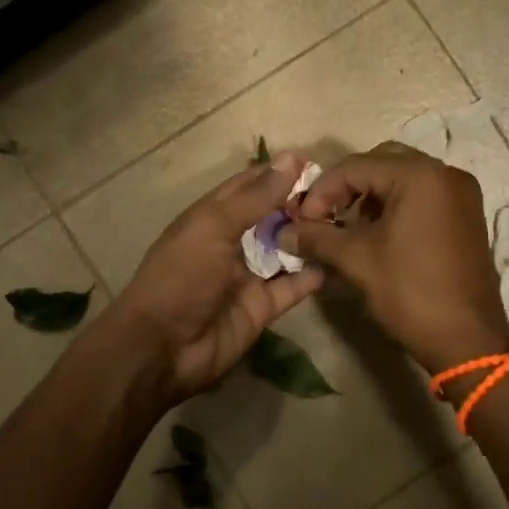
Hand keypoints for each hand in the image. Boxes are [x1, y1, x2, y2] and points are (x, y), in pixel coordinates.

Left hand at [95, 154, 325, 404]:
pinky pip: (293, 287)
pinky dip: (313, 275)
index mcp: (213, 216)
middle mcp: (232, 241)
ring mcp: (248, 275)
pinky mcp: (262, 307)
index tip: (316, 161)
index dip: (279, 172)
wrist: (162, 348)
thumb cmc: (181, 276)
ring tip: (346, 223)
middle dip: (301, 205)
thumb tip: (291, 159)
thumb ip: (256, 197)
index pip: (250, 185)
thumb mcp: (214, 227)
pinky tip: (338, 261)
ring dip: (310, 237)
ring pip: (286, 249)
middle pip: (272, 216)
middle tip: (340, 196)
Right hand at [279, 142, 508, 374]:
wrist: (467, 340)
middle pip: (382, 162)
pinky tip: (378, 234)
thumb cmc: (410, 292)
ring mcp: (461, 193)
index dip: (323, 190)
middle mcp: (445, 173)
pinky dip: (396, 205)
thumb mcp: (357, 260)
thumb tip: (284, 232)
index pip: (356, 166)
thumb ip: (316, 237)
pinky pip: (423, 194)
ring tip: (348, 228)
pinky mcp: (467, 214)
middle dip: (347, 187)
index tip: (302, 220)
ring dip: (371, 196)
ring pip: (403, 178)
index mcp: (420, 175)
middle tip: (325, 216)